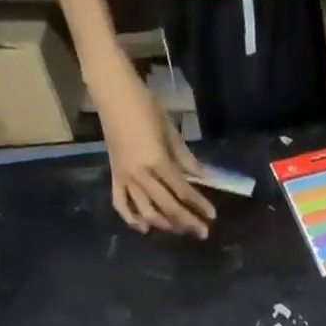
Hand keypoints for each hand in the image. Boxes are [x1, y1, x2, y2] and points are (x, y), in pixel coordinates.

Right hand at [94, 67, 215, 237]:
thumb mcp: (170, 132)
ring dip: (165, 225)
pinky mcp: (114, 177)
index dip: (199, 205)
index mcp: (157, 161)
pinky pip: (121, 204)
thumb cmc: (145, 106)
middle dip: (187, 222)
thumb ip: (186, 159)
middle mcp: (140, 175)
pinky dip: (132, 219)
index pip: (182, 191)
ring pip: (146, 212)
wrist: (113, 93)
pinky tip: (145, 228)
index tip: (212, 216)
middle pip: (167, 207)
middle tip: (202, 232)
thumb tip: (204, 178)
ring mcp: (125, 178)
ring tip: (179, 229)